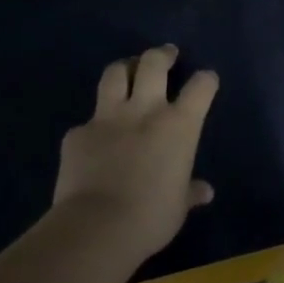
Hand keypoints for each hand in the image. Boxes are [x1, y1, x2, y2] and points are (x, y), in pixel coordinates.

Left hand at [52, 45, 219, 262]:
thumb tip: (204, 192)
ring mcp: (107, 118)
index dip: (206, 80)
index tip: (206, 80)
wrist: (96, 228)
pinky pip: (88, 122)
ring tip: (128, 70)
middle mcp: (145, 111)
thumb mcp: (178, 207)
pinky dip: (94, 126)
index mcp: (179, 126)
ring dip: (124, 68)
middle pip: (153, 64)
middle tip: (166, 55)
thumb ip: (189, 191)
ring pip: (114, 74)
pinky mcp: (77, 134)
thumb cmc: (151, 218)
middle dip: (162, 55)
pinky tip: (94, 140)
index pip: (200, 87)